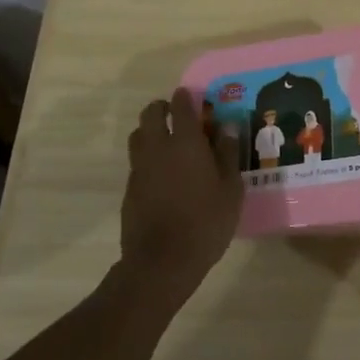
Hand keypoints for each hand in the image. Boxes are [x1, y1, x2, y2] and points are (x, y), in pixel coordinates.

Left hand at [120, 90, 242, 309]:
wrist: (161, 262)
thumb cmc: (205, 223)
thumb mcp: (230, 190)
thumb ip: (227, 154)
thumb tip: (227, 128)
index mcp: (186, 143)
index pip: (181, 106)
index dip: (186, 97)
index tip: (192, 97)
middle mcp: (158, 148)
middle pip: (151, 114)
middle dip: (162, 108)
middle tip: (177, 116)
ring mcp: (140, 168)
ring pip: (138, 136)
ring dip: (150, 131)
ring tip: (167, 142)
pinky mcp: (129, 189)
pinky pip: (137, 162)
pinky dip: (147, 158)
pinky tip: (161, 175)